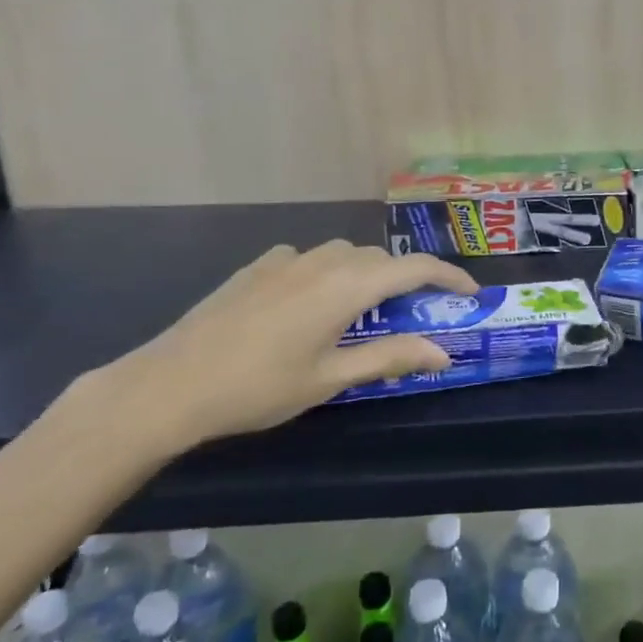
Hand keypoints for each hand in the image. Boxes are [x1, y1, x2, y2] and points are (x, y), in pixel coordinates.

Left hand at [75, 240, 477, 455]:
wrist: (171, 383)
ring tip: (365, 311)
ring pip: (344, 254)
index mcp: (346, 286)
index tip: (470, 293)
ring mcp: (287, 259)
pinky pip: (309, 259)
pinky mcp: (259, 266)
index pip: (414, 268)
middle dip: (405, 280)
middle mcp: (322, 260)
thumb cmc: (258, 387)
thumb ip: (390, 358)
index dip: (449, 277)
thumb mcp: (331, 378)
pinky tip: (311, 303)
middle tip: (415, 314)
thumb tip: (442, 353)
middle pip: (380, 259)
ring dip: (366, 275)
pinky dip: (327, 273)